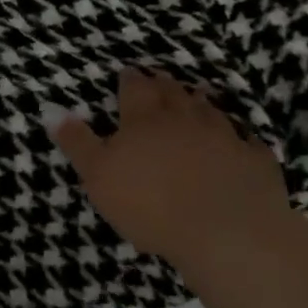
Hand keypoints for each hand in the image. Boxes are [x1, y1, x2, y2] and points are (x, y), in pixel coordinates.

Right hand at [47, 70, 290, 269]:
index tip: (127, 72)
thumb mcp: (97, 175)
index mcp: (144, 120)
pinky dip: (239, 137)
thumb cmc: (150, 204)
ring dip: (200, 103)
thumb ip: (76, 142)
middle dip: (164, 85)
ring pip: (210, 111)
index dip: (130, 80)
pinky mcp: (256, 162)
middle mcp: (184, 119)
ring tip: (195, 98)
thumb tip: (52, 109)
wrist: (228, 235)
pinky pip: (247, 142)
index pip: (135, 89)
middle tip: (159, 79)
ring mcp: (225, 138)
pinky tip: (239, 141)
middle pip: (173, 93)